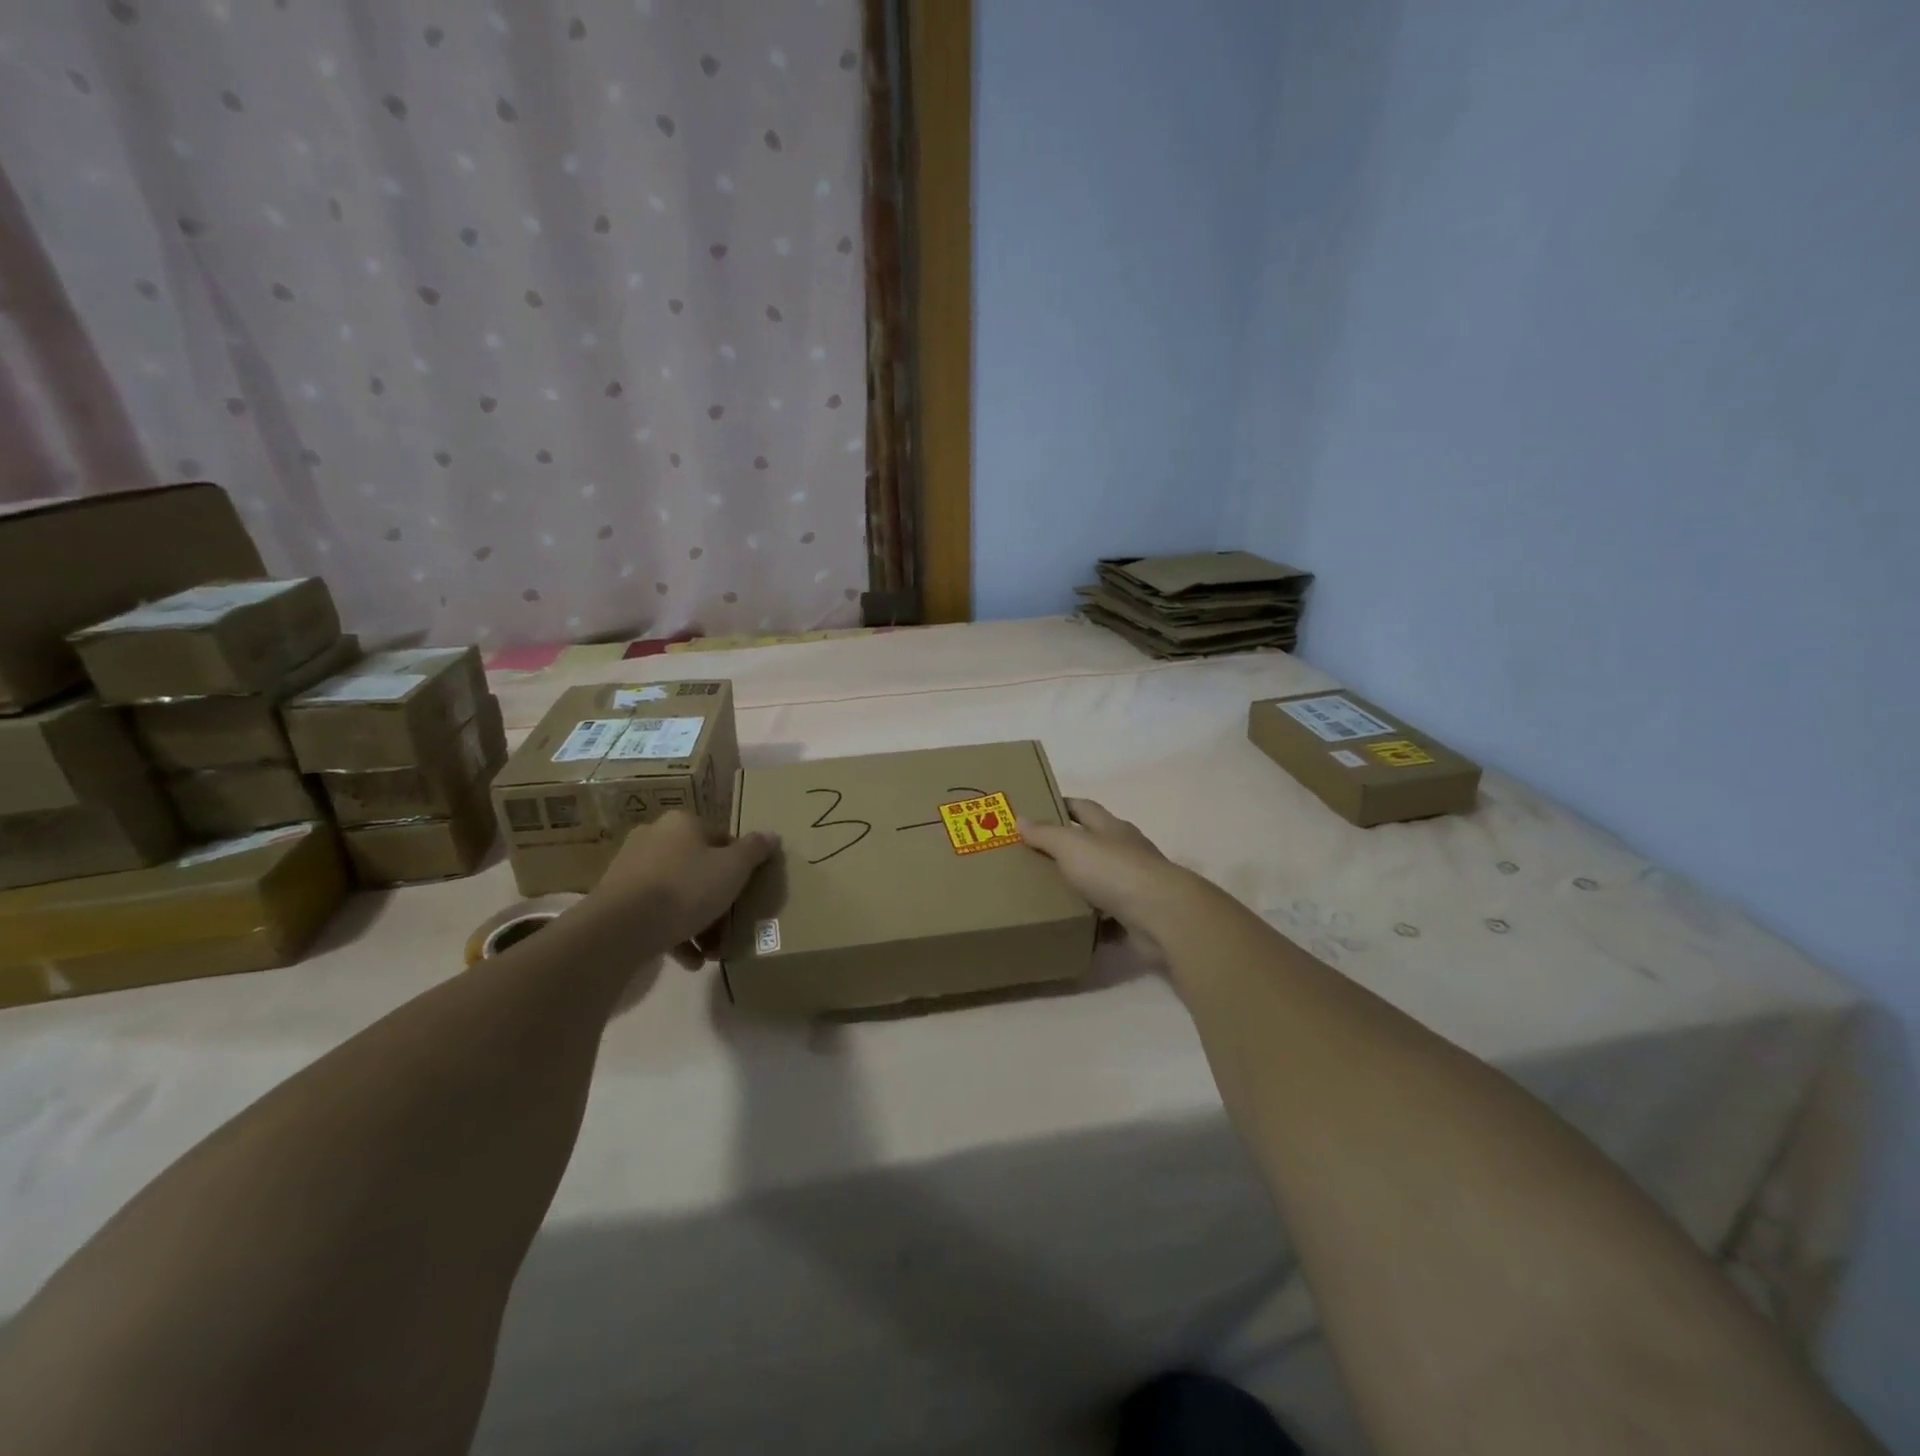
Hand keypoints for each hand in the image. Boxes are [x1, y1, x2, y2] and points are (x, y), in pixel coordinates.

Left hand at [582, 810, 778, 968]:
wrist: (620, 928)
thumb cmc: (686, 888)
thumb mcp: (733, 868)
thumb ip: (755, 850)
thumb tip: (772, 835)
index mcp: (682, 823)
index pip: (721, 838)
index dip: (740, 866)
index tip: (747, 893)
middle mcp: (654, 839)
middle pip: (698, 869)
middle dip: (717, 901)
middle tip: (731, 926)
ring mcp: (631, 870)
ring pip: (676, 894)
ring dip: (699, 923)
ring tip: (713, 952)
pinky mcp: (616, 901)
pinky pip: (654, 915)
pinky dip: (674, 935)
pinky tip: (690, 961)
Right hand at [1024, 798, 1186, 964]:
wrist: (1161, 915)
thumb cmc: (1113, 870)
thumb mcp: (1071, 845)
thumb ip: (1046, 834)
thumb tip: (1021, 818)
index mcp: (1111, 828)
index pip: (1083, 807)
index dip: (1062, 805)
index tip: (1037, 809)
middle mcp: (1125, 851)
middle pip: (1093, 843)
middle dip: (1067, 848)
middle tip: (1033, 857)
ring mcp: (1134, 884)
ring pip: (1101, 881)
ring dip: (1080, 886)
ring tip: (1048, 894)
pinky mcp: (1138, 915)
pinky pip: (1109, 916)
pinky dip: (1093, 921)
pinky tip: (1073, 926)